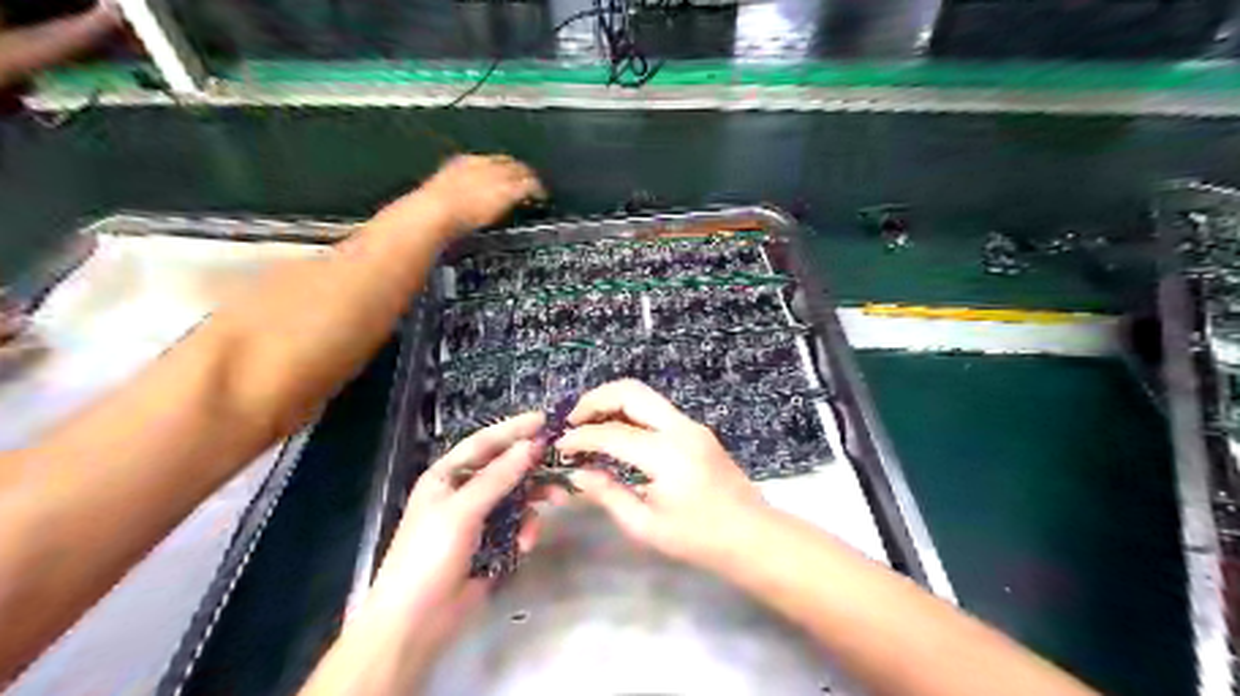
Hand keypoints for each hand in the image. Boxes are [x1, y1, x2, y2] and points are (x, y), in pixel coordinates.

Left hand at [365, 415, 543, 654]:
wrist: (415, 622)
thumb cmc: (429, 556)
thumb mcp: (462, 511)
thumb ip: (498, 477)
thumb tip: (532, 444)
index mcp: (446, 476)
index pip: (484, 442)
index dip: (514, 429)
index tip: (546, 420)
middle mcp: (463, 491)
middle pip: (505, 468)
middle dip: (532, 468)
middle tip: (561, 464)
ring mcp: (478, 519)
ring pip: (517, 496)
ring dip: (535, 500)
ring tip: (559, 502)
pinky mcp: (491, 543)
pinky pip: (517, 524)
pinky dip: (526, 529)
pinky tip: (526, 544)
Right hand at [379, 155, 542, 240]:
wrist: (434, 213)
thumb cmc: (430, 213)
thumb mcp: (440, 197)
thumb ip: (452, 196)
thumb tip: (453, 205)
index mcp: (461, 163)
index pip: (489, 160)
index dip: (501, 168)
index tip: (508, 177)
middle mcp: (481, 164)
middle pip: (507, 162)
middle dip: (520, 171)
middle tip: (530, 181)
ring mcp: (495, 176)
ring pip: (521, 171)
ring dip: (531, 180)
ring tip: (538, 190)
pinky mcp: (507, 190)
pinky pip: (529, 185)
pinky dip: (537, 190)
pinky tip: (541, 198)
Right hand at [555, 381, 765, 565]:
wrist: (752, 535)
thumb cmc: (699, 539)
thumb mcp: (646, 525)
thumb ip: (609, 494)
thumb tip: (579, 472)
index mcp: (666, 454)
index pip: (612, 433)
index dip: (581, 437)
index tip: (561, 446)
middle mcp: (680, 428)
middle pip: (631, 391)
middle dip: (596, 400)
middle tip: (572, 421)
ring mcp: (691, 425)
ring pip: (645, 395)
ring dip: (613, 403)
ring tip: (589, 425)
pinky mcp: (696, 430)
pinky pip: (656, 410)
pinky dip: (630, 413)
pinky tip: (616, 433)